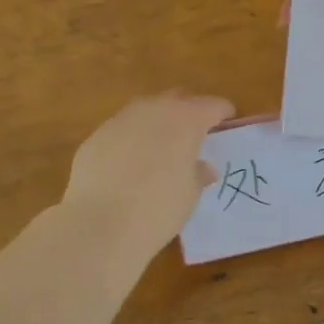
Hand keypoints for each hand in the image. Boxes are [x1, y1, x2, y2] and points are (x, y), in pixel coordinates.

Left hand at [62, 92, 235, 254]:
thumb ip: (198, 174)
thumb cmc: (158, 210)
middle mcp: (153, 110)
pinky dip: (132, 138)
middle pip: (177, 99)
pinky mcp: (96, 136)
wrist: (100, 224)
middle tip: (196, 130)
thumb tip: (204, 167)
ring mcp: (120, 120)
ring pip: (146, 110)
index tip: (228, 120)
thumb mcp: (189, 195)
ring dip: (157, 121)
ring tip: (162, 144)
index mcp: (185, 121)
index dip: (222, 112)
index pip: (212, 105)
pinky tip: (130, 161)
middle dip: (189, 110)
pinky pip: (121, 129)